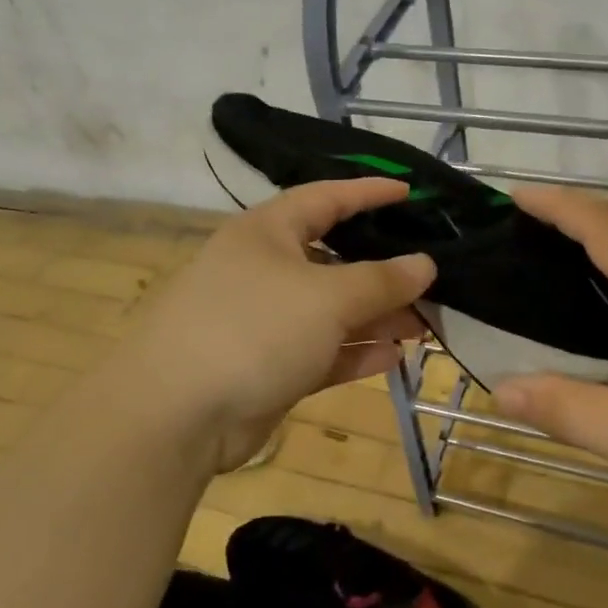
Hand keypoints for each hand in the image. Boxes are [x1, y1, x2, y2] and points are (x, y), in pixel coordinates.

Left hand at [110, 178, 435, 479]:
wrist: (175, 414)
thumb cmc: (254, 328)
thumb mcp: (327, 297)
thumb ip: (381, 281)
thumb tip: (425, 264)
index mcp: (267, 232)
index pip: (326, 198)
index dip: (369, 193)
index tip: (411, 193)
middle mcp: (265, 270)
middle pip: (334, 260)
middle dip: (383, 271)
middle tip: (432, 278)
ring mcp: (265, 321)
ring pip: (332, 311)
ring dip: (376, 316)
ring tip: (427, 324)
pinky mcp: (268, 367)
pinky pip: (321, 350)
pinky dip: (355, 351)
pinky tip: (394, 356)